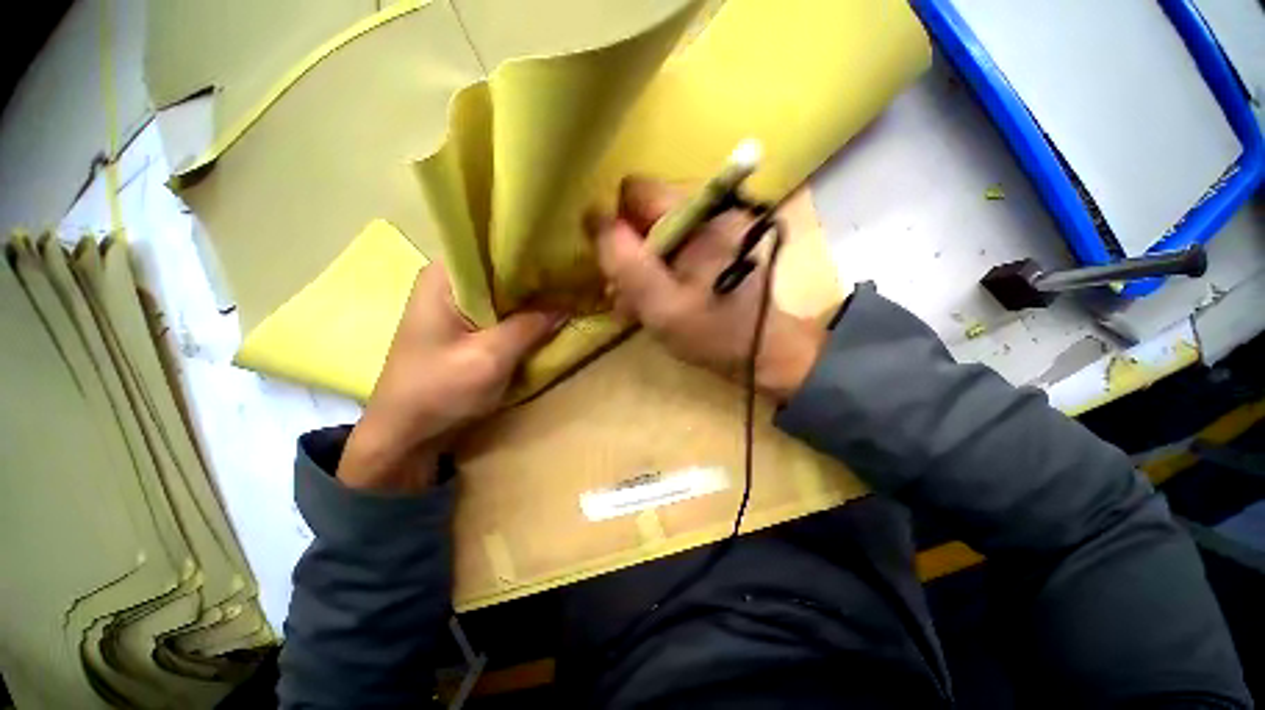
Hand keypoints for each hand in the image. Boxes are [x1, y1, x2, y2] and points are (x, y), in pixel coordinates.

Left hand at [338, 265, 560, 491]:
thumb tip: (568, 304)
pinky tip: (548, 315)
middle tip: (573, 276)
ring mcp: (456, 306)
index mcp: (444, 277)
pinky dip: (523, 314)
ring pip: (503, 291)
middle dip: (536, 275)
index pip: (491, 245)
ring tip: (568, 292)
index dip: (529, 249)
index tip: (564, 254)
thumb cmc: (439, 391)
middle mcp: (449, 283)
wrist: (406, 433)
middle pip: (500, 268)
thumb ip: (530, 327)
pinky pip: (501, 311)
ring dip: (532, 296)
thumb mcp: (490, 358)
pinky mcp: (466, 327)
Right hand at [587, 177, 824, 402]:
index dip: (617, 228)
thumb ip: (623, 260)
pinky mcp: (713, 245)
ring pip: (653, 234)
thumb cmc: (713, 332)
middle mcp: (708, 208)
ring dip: (640, 268)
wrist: (761, 352)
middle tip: (628, 295)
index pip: (634, 192)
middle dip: (628, 254)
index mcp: (700, 213)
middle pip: (642, 214)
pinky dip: (657, 273)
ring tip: (641, 305)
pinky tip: (657, 300)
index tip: (619, 269)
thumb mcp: (660, 303)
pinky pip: (670, 248)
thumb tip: (592, 214)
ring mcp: (712, 227)